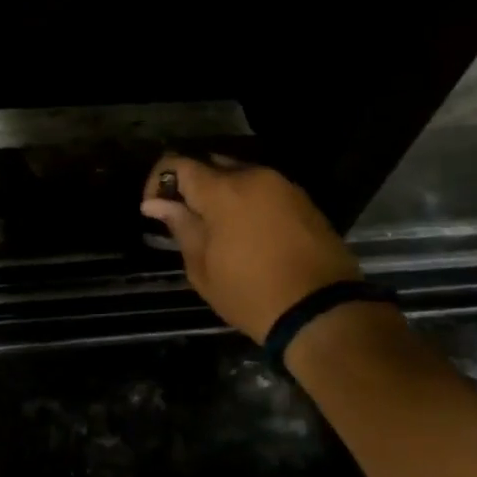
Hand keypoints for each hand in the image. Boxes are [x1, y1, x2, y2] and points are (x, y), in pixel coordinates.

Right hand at [141, 154, 362, 341]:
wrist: (322, 312)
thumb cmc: (250, 293)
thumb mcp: (202, 267)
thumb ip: (180, 226)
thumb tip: (155, 203)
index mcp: (223, 190)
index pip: (178, 164)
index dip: (158, 181)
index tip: (154, 208)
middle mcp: (254, 176)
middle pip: (211, 165)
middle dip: (192, 186)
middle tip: (185, 219)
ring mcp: (284, 187)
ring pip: (241, 176)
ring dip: (223, 195)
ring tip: (217, 229)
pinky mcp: (305, 202)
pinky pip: (265, 191)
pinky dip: (249, 203)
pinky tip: (248, 234)